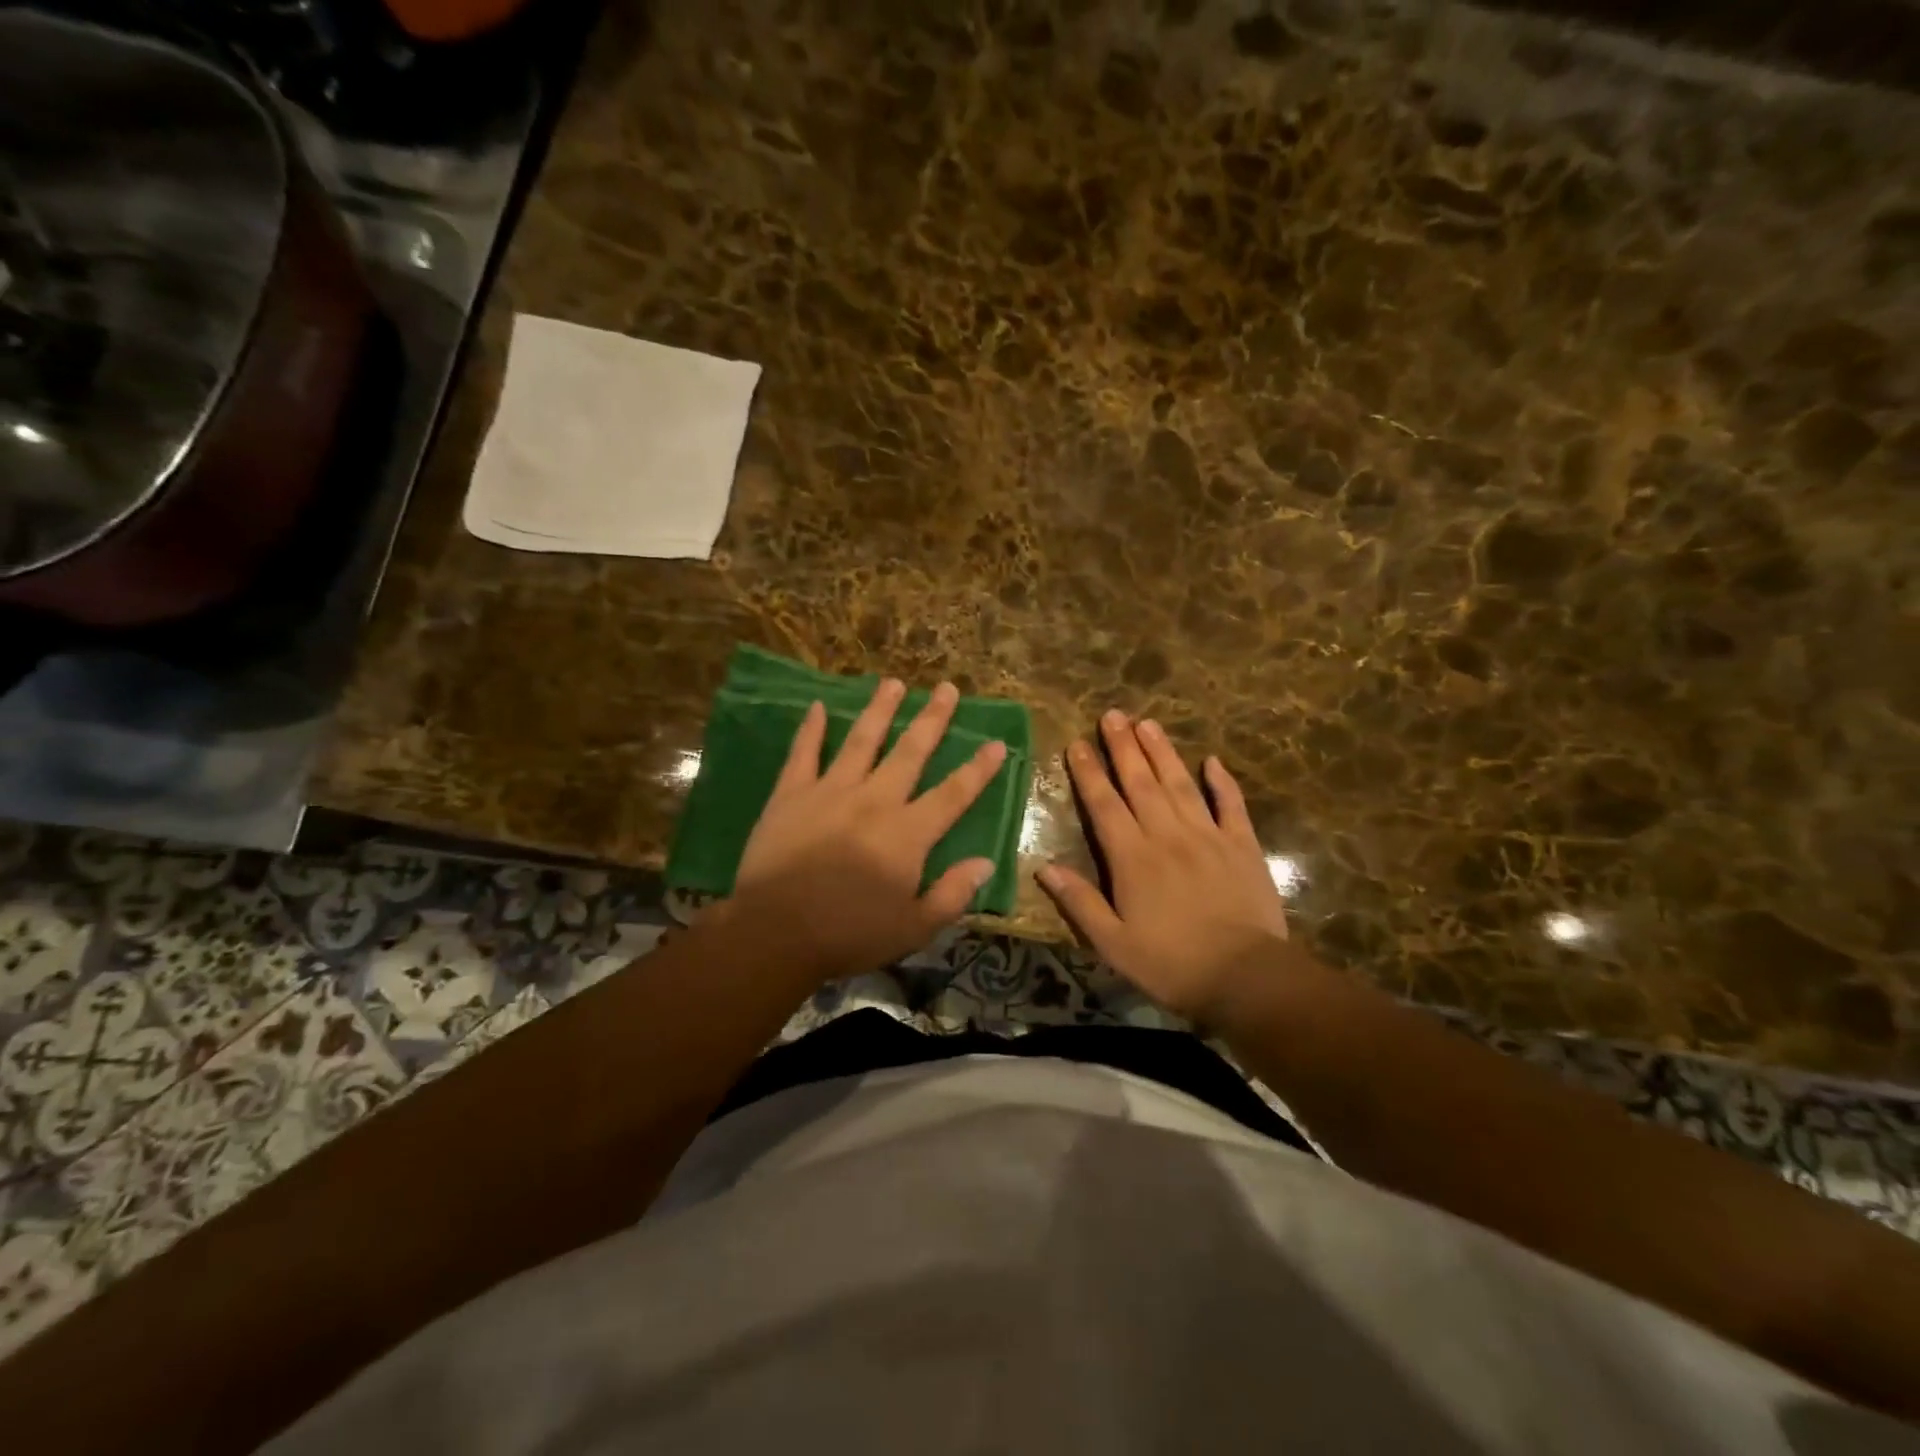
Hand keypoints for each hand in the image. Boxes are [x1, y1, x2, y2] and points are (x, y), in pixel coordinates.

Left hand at [726, 678, 1006, 978]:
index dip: (978, 769)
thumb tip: (986, 862)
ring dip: (880, 710)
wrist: (775, 933)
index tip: (996, 742)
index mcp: (908, 833)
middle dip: (932, 719)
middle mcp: (874, 800)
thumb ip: (953, 894)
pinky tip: (818, 706)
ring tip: (893, 683)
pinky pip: (803, 754)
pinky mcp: (791, 795)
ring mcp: (830, 792)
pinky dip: (811, 729)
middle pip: (910, 752)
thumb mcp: (914, 928)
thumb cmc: (849, 934)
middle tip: (946, 688)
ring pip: (861, 741)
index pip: (953, 794)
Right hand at [1038, 710, 1298, 1025]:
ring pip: (1180, 784)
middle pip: (1140, 782)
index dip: (1089, 772)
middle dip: (1123, 747)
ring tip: (1148, 723)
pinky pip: (1231, 805)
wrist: (1245, 977)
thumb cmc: (1170, 964)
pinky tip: (1213, 761)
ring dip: (1162, 752)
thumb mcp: (1112, 943)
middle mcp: (1167, 835)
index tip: (1077, 743)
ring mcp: (1208, 836)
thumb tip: (1043, 867)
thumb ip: (1079, 901)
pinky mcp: (1242, 846)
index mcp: (1132, 857)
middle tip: (1113, 714)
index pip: (1104, 804)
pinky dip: (1222, 782)